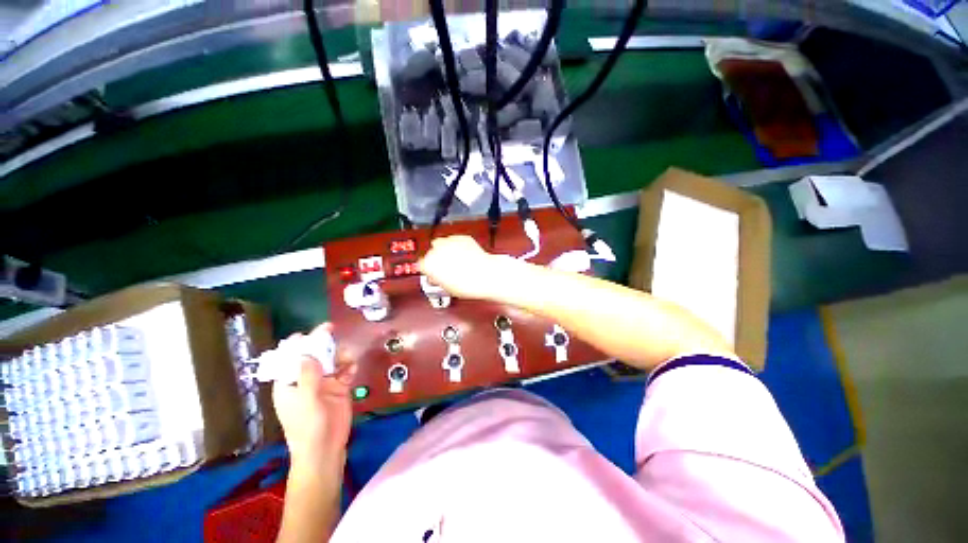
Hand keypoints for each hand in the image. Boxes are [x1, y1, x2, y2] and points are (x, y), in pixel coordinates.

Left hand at [272, 323, 355, 473]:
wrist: (325, 449)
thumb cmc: (308, 427)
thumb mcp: (306, 400)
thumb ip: (307, 376)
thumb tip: (306, 352)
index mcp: (289, 382)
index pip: (290, 357)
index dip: (299, 344)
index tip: (312, 332)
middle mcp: (306, 379)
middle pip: (314, 355)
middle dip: (322, 344)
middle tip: (333, 331)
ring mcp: (324, 383)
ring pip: (331, 360)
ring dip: (339, 354)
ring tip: (347, 356)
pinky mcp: (339, 387)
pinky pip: (345, 371)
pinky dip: (349, 366)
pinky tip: (352, 368)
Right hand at [419, 235, 512, 299]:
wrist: (486, 275)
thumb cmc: (468, 284)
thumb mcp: (446, 288)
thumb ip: (436, 279)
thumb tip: (435, 277)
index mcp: (429, 263)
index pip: (421, 264)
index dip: (428, 270)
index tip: (433, 273)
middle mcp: (437, 249)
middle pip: (431, 252)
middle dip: (437, 259)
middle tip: (446, 268)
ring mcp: (449, 241)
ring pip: (442, 243)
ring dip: (446, 250)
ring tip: (456, 260)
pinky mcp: (462, 237)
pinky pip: (455, 240)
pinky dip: (458, 246)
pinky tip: (464, 255)